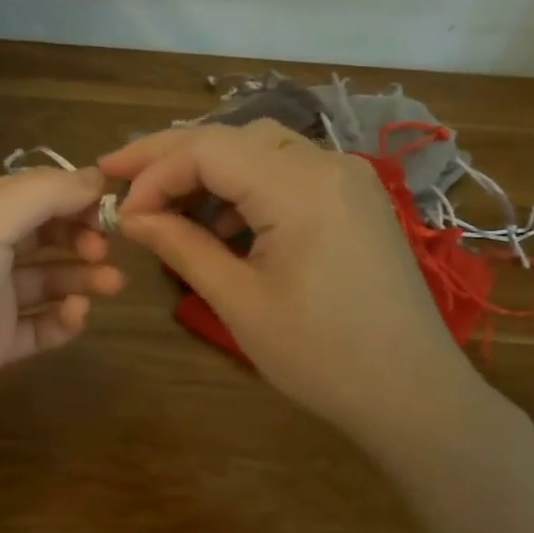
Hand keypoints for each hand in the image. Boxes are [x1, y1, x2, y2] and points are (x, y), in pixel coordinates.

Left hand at [0, 167, 125, 437]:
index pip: (28, 193)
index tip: (110, 207)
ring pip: (42, 282)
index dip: (70, 197)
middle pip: (38, 236)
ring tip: (111, 284)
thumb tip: (96, 177)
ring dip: (79, 278)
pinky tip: (76, 317)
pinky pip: (35, 328)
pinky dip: (60, 321)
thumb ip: (44, 194)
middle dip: (77, 237)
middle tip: (106, 249)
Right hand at [99, 119, 482, 440]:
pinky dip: (242, 186)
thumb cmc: (322, 356)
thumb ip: (180, 246)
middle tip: (118, 175)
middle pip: (231, 137)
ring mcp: (347, 179)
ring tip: (163, 205)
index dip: (153, 172)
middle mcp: (327, 164)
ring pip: (258, 149)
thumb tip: (130, 216)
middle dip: (170, 155)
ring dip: (205, 169)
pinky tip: (220, 223)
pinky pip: (285, 171)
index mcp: (300, 186)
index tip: (121, 212)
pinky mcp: (353, 200)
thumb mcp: (239, 301)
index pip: (207, 149)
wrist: (415, 396)